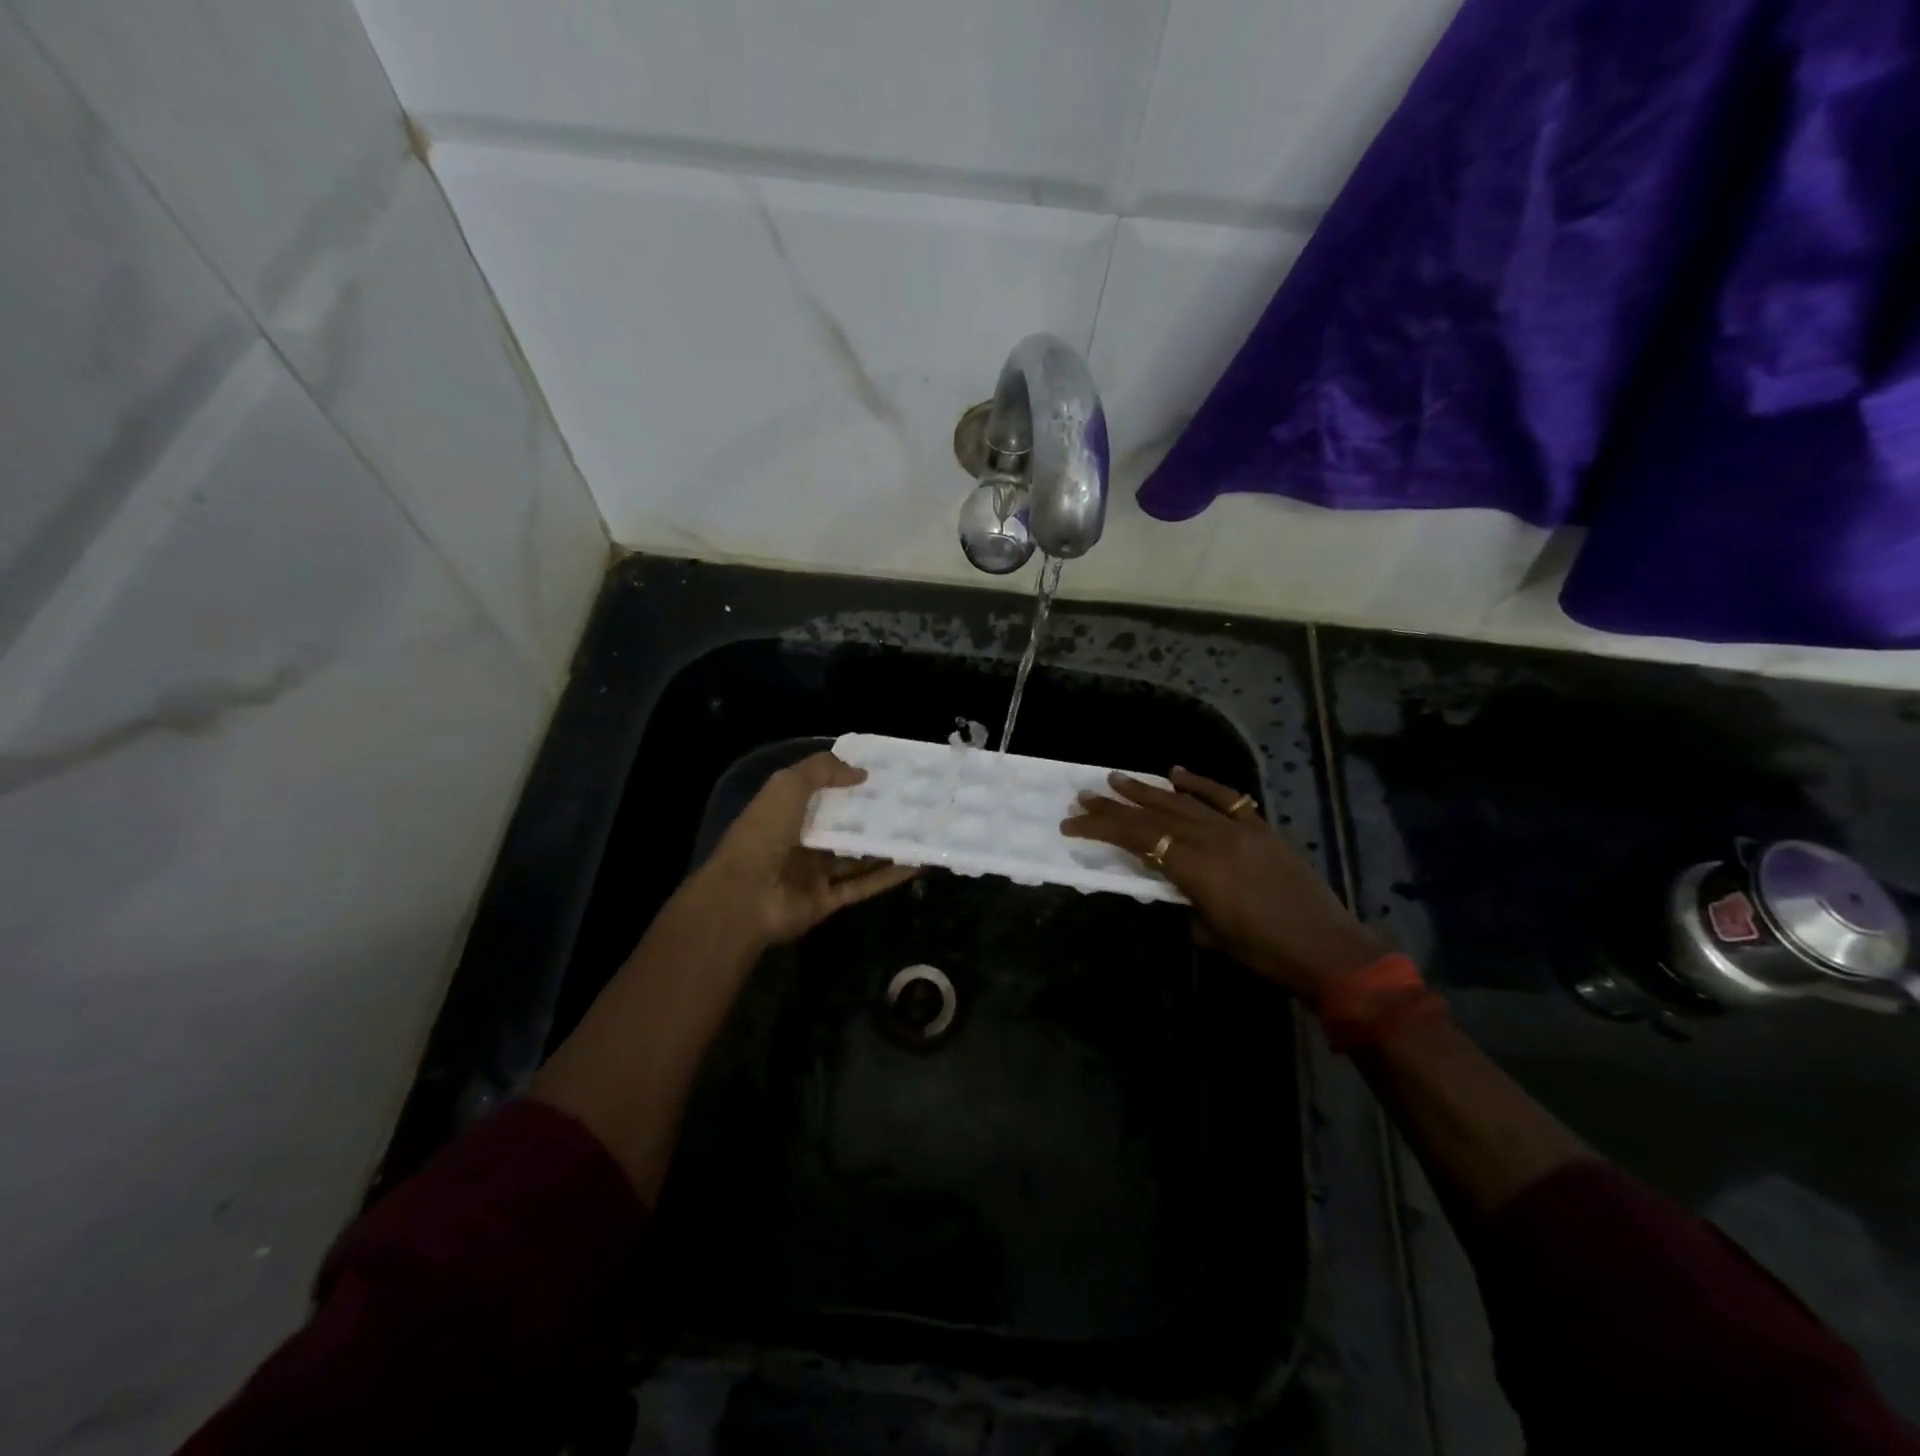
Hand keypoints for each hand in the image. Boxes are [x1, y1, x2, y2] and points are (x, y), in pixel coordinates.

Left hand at [683, 751, 917, 950]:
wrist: (744, 896)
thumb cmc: (763, 832)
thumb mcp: (788, 785)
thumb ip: (823, 771)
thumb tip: (861, 773)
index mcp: (785, 813)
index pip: (821, 794)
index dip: (848, 782)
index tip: (884, 772)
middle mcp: (800, 842)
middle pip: (842, 826)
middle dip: (872, 815)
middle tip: (910, 801)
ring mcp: (813, 874)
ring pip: (857, 858)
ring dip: (885, 846)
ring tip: (920, 830)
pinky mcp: (827, 901)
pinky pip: (862, 886)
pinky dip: (888, 876)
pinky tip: (916, 864)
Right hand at [1061, 767, 1387, 999]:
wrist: (1328, 949)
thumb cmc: (1265, 953)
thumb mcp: (1211, 933)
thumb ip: (1184, 901)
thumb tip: (1171, 885)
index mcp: (1197, 868)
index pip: (1137, 838)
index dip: (1101, 828)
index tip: (1072, 822)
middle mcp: (1213, 839)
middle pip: (1155, 815)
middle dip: (1116, 805)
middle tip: (1086, 794)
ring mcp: (1240, 829)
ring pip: (1184, 801)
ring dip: (1148, 789)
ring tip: (1118, 779)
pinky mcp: (1261, 828)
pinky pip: (1225, 797)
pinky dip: (1199, 782)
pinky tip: (1176, 772)